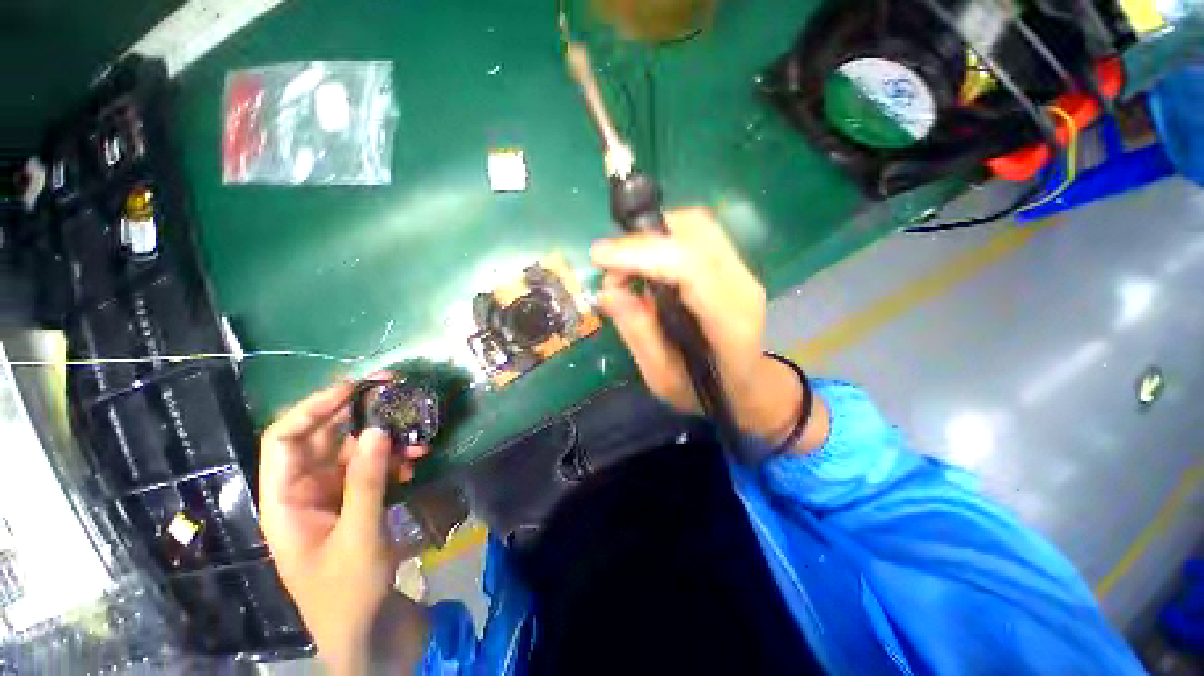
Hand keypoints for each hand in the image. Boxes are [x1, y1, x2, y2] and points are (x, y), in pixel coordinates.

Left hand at [258, 381, 429, 674]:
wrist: (366, 627)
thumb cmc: (347, 591)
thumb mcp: (358, 535)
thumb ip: (366, 481)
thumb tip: (377, 430)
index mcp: (285, 500)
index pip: (284, 439)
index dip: (314, 408)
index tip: (354, 388)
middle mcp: (304, 490)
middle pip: (323, 438)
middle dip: (359, 415)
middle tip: (396, 393)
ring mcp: (332, 494)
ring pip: (354, 451)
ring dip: (386, 441)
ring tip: (418, 439)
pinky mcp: (356, 500)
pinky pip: (372, 468)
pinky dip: (394, 461)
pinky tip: (417, 464)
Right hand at [591, 207, 827, 450]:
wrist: (752, 386)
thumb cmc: (708, 393)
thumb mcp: (663, 378)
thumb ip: (638, 334)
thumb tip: (608, 291)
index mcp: (729, 322)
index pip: (689, 267)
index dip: (641, 254)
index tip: (600, 257)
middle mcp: (742, 286)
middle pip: (695, 231)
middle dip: (642, 240)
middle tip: (611, 266)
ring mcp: (743, 271)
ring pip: (697, 225)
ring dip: (652, 236)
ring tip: (625, 266)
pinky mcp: (736, 265)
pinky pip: (698, 234)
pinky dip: (664, 239)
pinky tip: (647, 264)